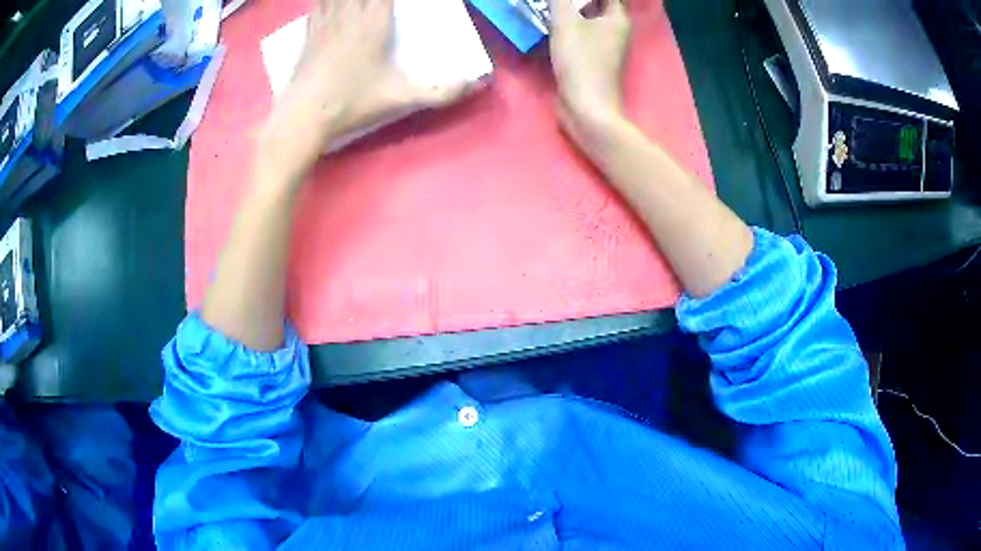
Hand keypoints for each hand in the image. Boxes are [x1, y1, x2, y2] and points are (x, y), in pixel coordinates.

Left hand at [259, 0, 468, 181]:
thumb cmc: (353, 102)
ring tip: (360, 1)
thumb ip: (442, 91)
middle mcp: (349, 13)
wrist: (305, 115)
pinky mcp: (308, 33)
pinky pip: (317, 4)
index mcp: (374, 20)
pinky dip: (324, 0)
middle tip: (379, 2)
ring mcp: (325, 21)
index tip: (396, 1)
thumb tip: (480, 86)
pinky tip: (328, 2)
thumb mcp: (401, 96)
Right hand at [547, 0, 631, 147]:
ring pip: (586, 17)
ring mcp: (603, 45)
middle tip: (553, 0)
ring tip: (546, 5)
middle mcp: (614, 29)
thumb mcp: (566, 23)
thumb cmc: (581, 62)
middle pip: (596, 3)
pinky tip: (547, 21)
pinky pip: (579, 31)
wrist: (587, 108)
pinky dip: (565, 23)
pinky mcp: (591, 57)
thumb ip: (561, 0)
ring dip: (568, 9)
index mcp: (616, 18)